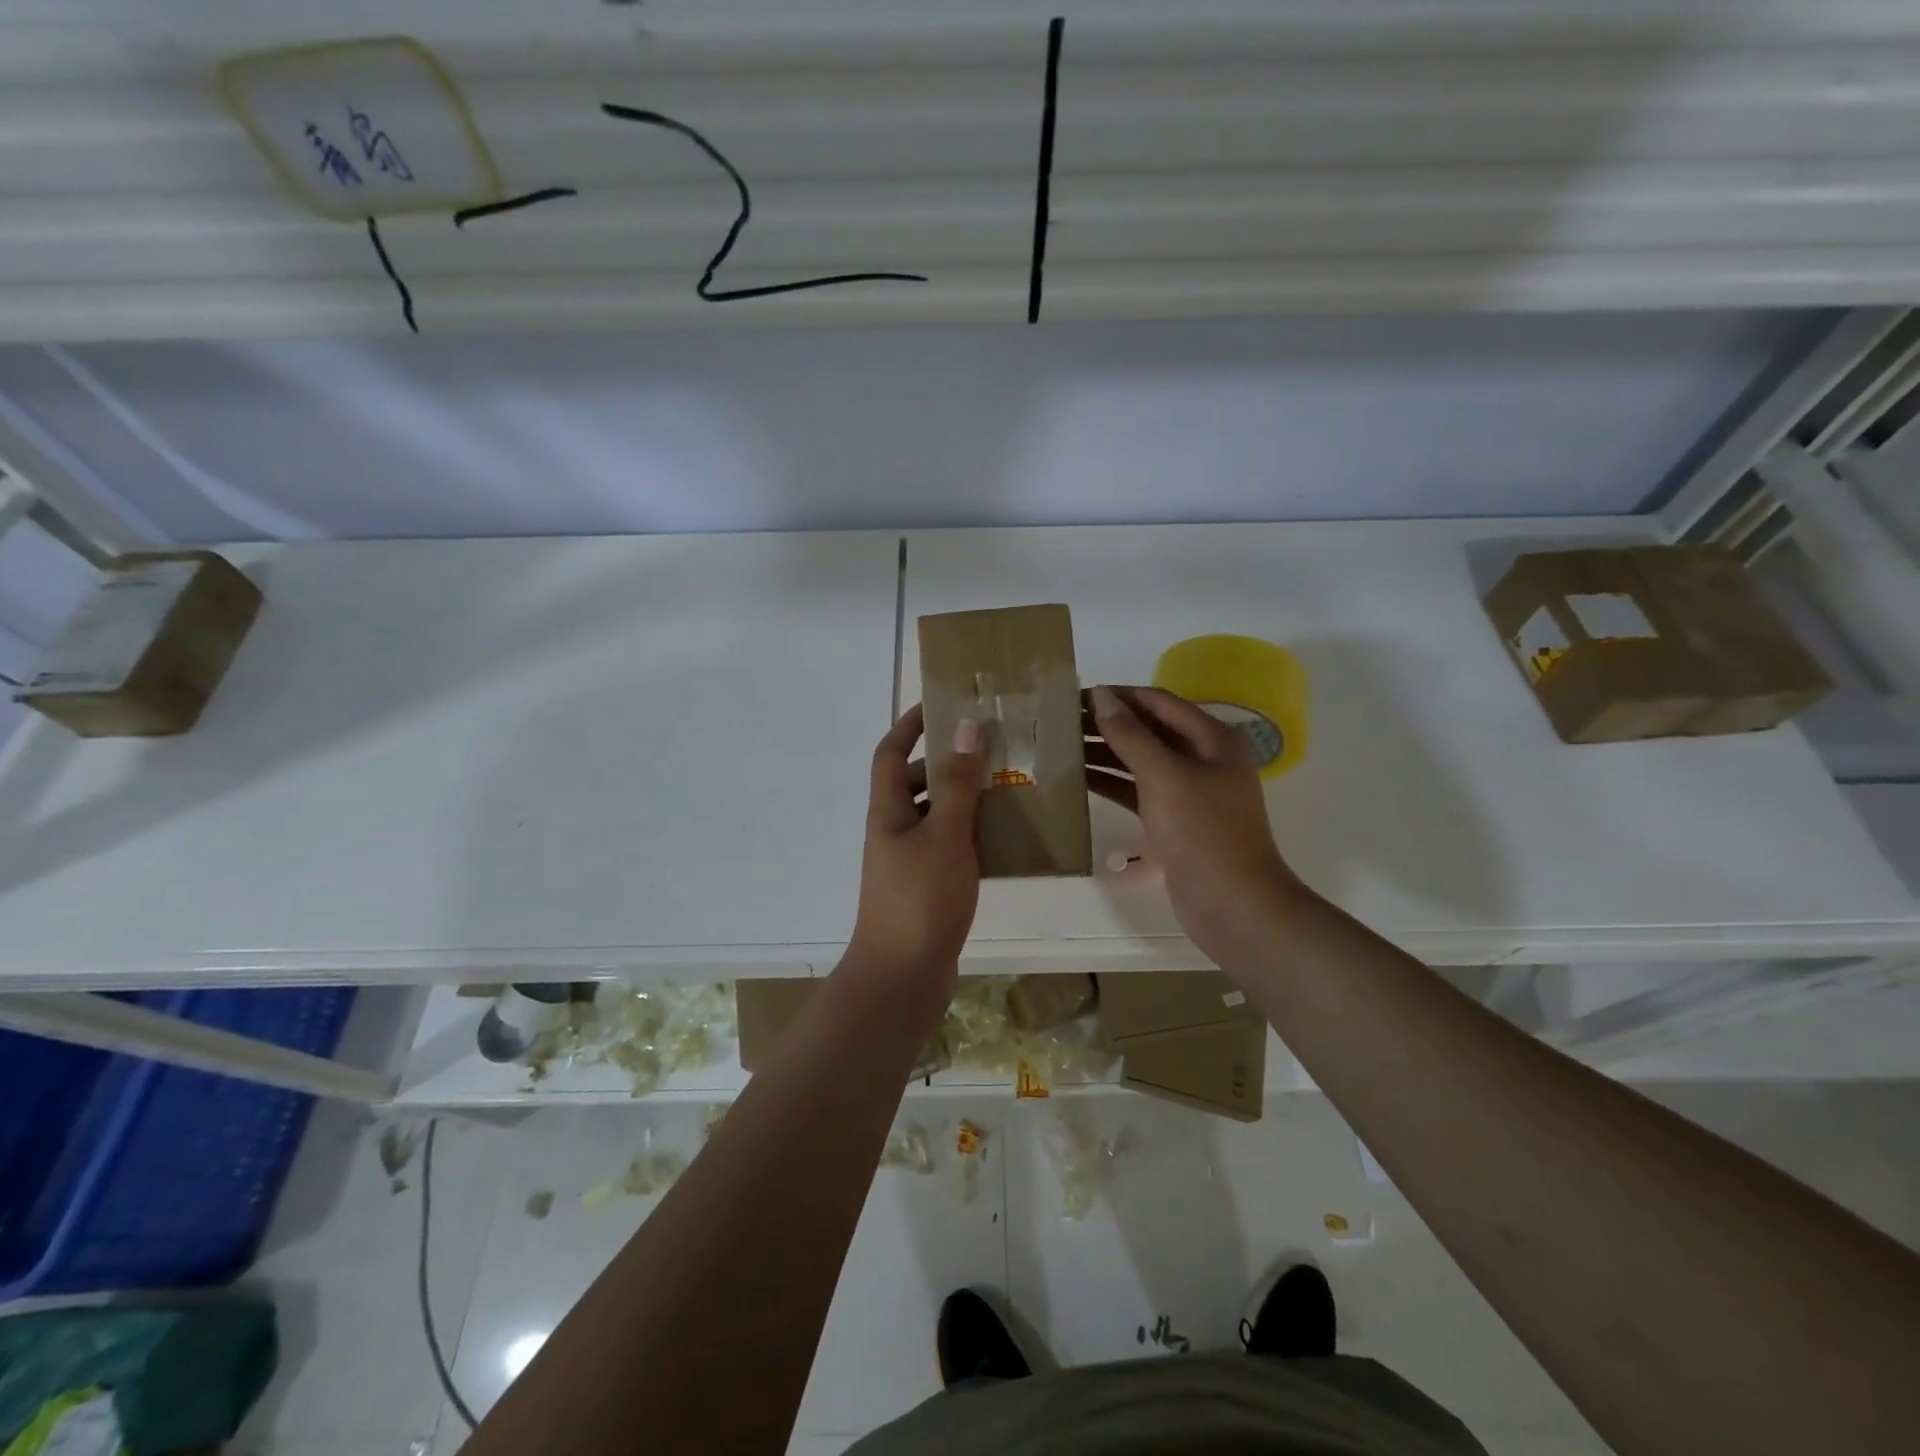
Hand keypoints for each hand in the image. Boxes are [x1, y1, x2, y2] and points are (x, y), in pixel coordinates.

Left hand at [845, 704, 985, 990]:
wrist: (902, 977)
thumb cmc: (920, 899)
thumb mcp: (945, 835)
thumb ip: (957, 783)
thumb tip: (966, 727)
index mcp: (887, 811)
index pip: (890, 752)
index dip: (910, 725)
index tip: (942, 704)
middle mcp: (893, 830)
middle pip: (915, 782)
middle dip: (947, 761)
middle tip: (991, 748)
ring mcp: (908, 861)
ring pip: (936, 815)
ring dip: (964, 798)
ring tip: (1006, 784)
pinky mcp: (926, 886)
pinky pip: (949, 845)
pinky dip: (970, 834)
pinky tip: (1004, 835)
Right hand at [1085, 684, 1306, 960]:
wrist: (1232, 903)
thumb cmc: (1201, 831)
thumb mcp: (1163, 775)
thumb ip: (1130, 734)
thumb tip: (1101, 694)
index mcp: (1212, 738)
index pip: (1158, 702)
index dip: (1119, 695)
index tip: (1076, 694)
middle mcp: (1204, 758)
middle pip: (1150, 730)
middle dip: (1108, 723)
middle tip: (1062, 721)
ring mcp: (1191, 791)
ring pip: (1142, 761)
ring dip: (1106, 752)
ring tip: (1062, 747)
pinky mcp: (1176, 820)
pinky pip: (1140, 790)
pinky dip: (1113, 782)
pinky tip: (1080, 779)